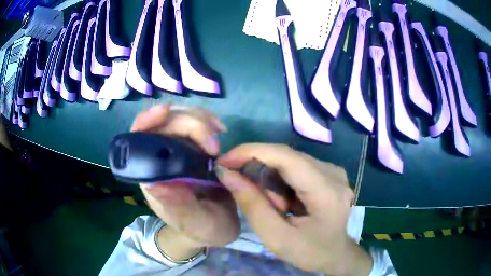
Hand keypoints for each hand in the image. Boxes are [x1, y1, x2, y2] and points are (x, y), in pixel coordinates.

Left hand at [131, 105, 239, 249]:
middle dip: (189, 124)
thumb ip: (178, 207)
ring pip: (179, 118)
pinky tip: (219, 131)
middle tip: (215, 145)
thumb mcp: (195, 223)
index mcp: (152, 177)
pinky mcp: (193, 148)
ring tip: (218, 134)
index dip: (146, 121)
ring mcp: (177, 151)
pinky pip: (195, 124)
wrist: (216, 226)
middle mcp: (160, 159)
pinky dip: (207, 122)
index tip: (165, 112)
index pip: (138, 140)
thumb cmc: (202, 228)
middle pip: (163, 124)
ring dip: (199, 119)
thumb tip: (154, 183)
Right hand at [215, 144, 372, 275]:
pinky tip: (287, 202)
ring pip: (288, 161)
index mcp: (326, 190)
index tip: (224, 161)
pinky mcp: (330, 172)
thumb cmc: (309, 251)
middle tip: (249, 194)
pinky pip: (296, 166)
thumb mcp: (276, 237)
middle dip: (260, 173)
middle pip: (285, 157)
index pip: (286, 156)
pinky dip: (283, 182)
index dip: (251, 152)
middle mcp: (333, 172)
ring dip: (273, 181)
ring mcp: (333, 170)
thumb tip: (227, 174)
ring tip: (278, 208)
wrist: (335, 254)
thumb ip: (252, 205)